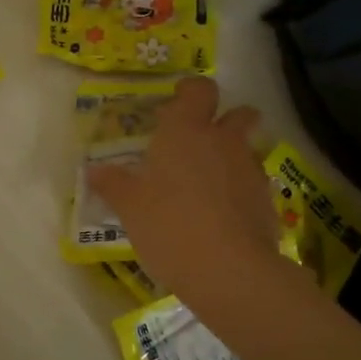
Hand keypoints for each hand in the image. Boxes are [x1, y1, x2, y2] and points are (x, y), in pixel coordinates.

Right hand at [88, 78, 276, 299]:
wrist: (228, 269)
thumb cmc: (168, 225)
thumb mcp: (129, 207)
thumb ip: (112, 184)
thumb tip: (93, 170)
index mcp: (185, 131)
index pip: (199, 90)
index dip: (191, 92)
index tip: (178, 103)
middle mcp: (222, 141)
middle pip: (239, 113)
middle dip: (227, 119)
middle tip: (202, 141)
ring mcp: (249, 170)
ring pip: (246, 150)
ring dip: (232, 158)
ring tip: (207, 186)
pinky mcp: (266, 201)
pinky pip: (252, 184)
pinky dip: (240, 192)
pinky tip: (222, 216)